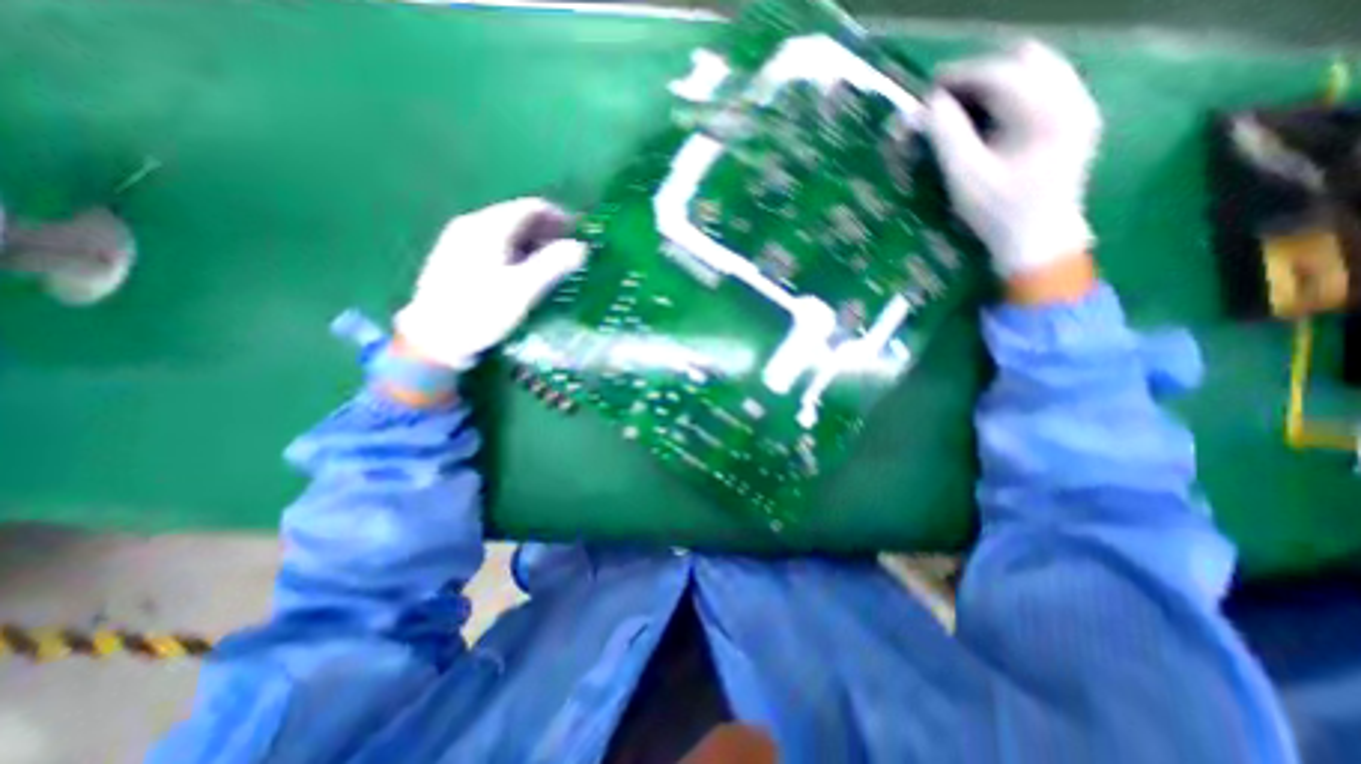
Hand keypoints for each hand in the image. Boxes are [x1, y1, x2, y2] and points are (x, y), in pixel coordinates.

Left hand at [394, 196, 585, 366]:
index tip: (579, 233)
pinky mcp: (455, 258)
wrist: (433, 339)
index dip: (559, 217)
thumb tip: (581, 247)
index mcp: (488, 227)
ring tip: (551, 263)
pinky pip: (493, 244)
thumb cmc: (481, 312)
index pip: (530, 208)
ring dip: (532, 242)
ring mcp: (459, 241)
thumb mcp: (523, 290)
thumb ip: (553, 265)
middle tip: (568, 251)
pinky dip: (515, 251)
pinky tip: (523, 271)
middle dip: (547, 231)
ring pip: (505, 231)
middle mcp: (472, 225)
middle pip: (517, 217)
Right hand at [918, 39, 1097, 275]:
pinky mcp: (1077, 122)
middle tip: (947, 100)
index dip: (961, 76)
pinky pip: (1046, 88)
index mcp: (1046, 111)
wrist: (1037, 241)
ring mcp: (1080, 108)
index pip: (1000, 73)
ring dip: (998, 84)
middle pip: (1024, 62)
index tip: (929, 88)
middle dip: (981, 76)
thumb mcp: (964, 176)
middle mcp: (1072, 97)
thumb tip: (930, 105)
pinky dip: (1014, 95)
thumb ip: (947, 136)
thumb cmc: (996, 213)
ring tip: (965, 108)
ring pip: (1038, 71)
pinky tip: (992, 120)